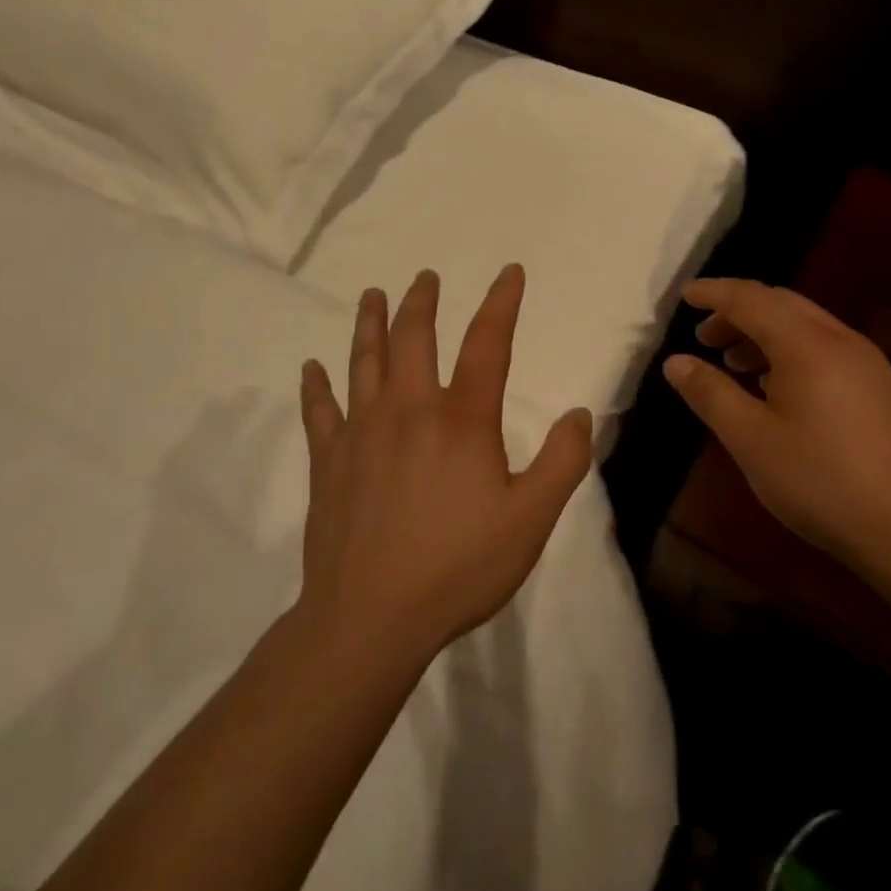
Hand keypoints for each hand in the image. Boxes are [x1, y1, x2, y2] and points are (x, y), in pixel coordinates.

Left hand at [297, 264, 593, 658]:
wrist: (370, 619)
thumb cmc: (458, 568)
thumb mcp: (531, 520)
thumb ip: (562, 462)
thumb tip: (579, 414)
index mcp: (461, 420)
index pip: (486, 344)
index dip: (501, 303)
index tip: (509, 272)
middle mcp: (409, 411)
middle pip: (413, 339)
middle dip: (422, 302)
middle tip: (425, 277)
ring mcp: (362, 433)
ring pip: (364, 361)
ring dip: (369, 323)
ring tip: (372, 295)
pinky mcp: (329, 462)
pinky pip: (319, 412)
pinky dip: (315, 386)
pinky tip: (311, 368)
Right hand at [663, 278, 890, 576]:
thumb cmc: (818, 480)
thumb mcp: (750, 439)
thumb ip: (710, 393)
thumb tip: (675, 361)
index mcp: (807, 344)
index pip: (752, 298)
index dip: (714, 293)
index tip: (684, 296)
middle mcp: (841, 340)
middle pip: (781, 304)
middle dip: (738, 312)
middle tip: (704, 338)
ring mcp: (867, 363)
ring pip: (805, 326)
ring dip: (764, 333)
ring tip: (733, 364)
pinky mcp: (880, 387)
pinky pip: (825, 348)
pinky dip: (790, 351)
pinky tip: (775, 388)